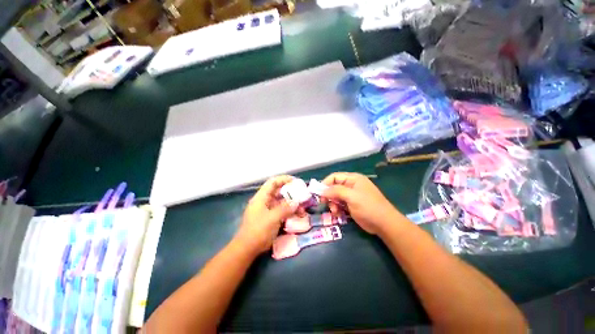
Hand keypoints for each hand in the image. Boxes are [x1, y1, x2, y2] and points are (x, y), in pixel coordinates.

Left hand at [234, 175, 298, 253]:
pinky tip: (297, 215)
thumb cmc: (258, 231)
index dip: (284, 179)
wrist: (248, 249)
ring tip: (302, 208)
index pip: (273, 182)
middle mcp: (264, 201)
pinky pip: (281, 211)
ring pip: (281, 202)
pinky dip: (289, 211)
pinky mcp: (270, 218)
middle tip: (302, 195)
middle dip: (290, 193)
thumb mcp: (273, 218)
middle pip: (278, 192)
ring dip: (291, 204)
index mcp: (261, 197)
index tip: (295, 181)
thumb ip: (285, 208)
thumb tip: (296, 202)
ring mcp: (267, 210)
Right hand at [322, 172, 400, 234]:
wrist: (384, 224)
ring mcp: (352, 195)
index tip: (318, 193)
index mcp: (353, 179)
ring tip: (334, 211)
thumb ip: (336, 191)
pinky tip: (338, 214)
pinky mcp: (352, 204)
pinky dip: (337, 208)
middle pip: (334, 186)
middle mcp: (351, 185)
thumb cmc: (368, 207)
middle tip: (324, 203)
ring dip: (332, 203)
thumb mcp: (352, 197)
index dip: (325, 183)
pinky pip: (340, 203)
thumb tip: (322, 190)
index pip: (334, 177)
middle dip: (329, 195)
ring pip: (336, 196)